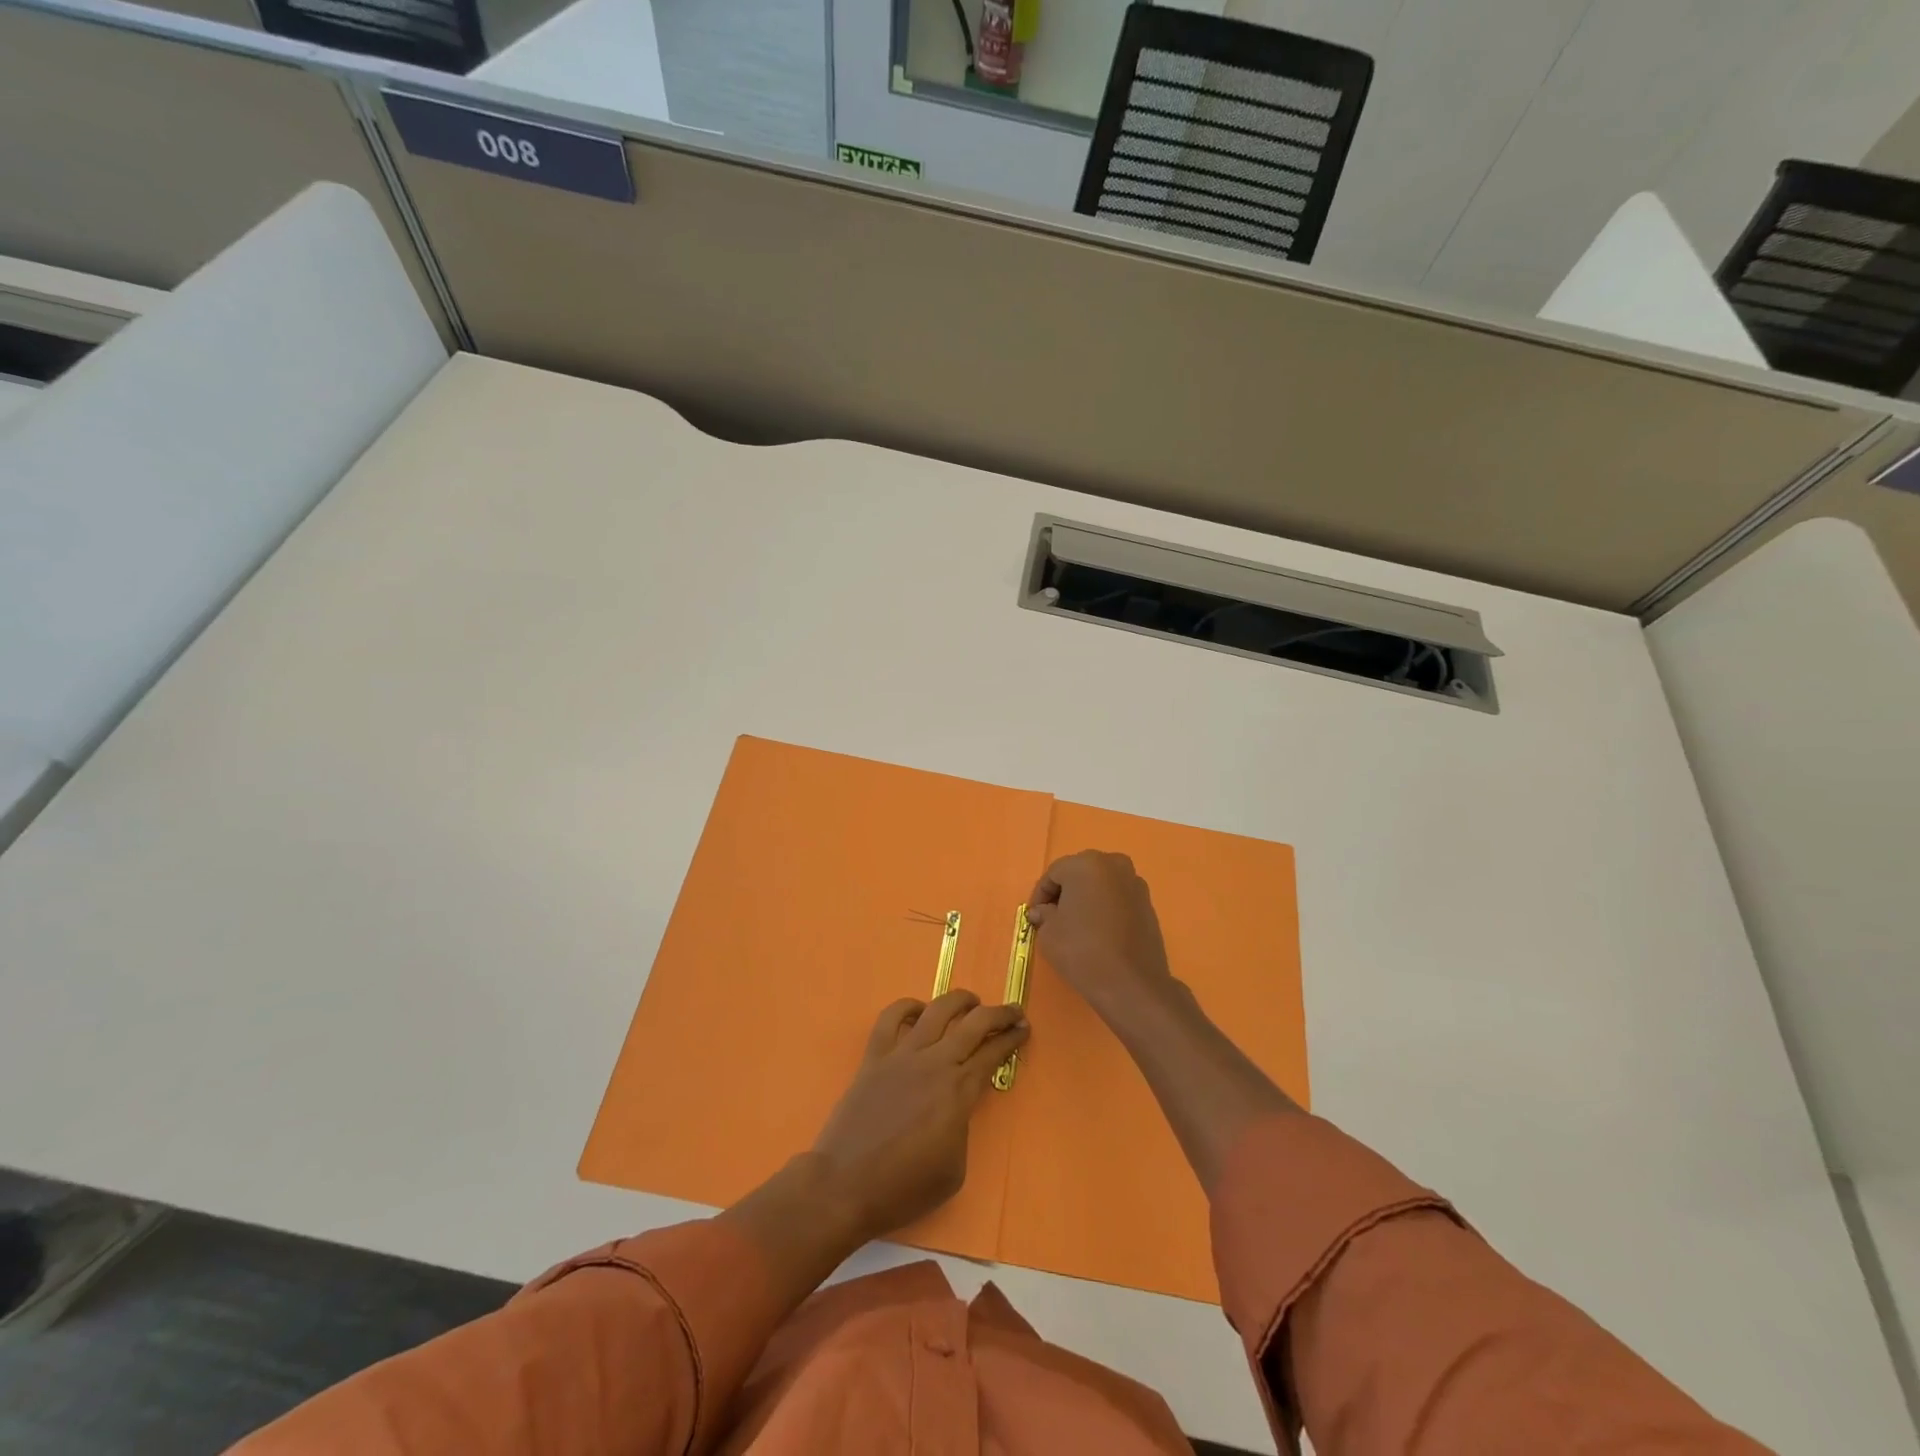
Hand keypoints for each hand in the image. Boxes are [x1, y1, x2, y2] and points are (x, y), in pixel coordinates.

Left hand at [810, 990, 1027, 1242]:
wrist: (845, 1186)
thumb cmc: (904, 1187)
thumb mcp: (954, 1170)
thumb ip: (962, 1127)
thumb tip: (956, 1106)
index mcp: (958, 1091)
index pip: (992, 1054)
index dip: (1011, 1039)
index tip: (1024, 1028)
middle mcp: (934, 1062)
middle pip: (973, 1024)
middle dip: (998, 1013)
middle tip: (1012, 1011)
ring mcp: (902, 1055)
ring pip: (937, 1010)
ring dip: (960, 1000)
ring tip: (972, 1001)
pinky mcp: (874, 1056)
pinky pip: (891, 1018)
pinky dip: (907, 1006)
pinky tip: (919, 1009)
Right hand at [1027, 851, 1174, 1020]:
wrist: (1131, 983)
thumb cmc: (1082, 950)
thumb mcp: (1048, 932)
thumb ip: (1043, 914)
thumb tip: (1042, 911)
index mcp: (1086, 864)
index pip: (1053, 874)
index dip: (1040, 895)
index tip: (1034, 917)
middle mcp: (1113, 864)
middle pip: (1079, 874)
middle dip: (1064, 893)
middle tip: (1053, 918)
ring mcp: (1135, 883)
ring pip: (1101, 885)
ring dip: (1086, 899)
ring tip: (1076, 926)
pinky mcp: (1148, 904)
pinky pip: (1118, 899)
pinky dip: (1105, 908)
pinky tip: (1098, 932)